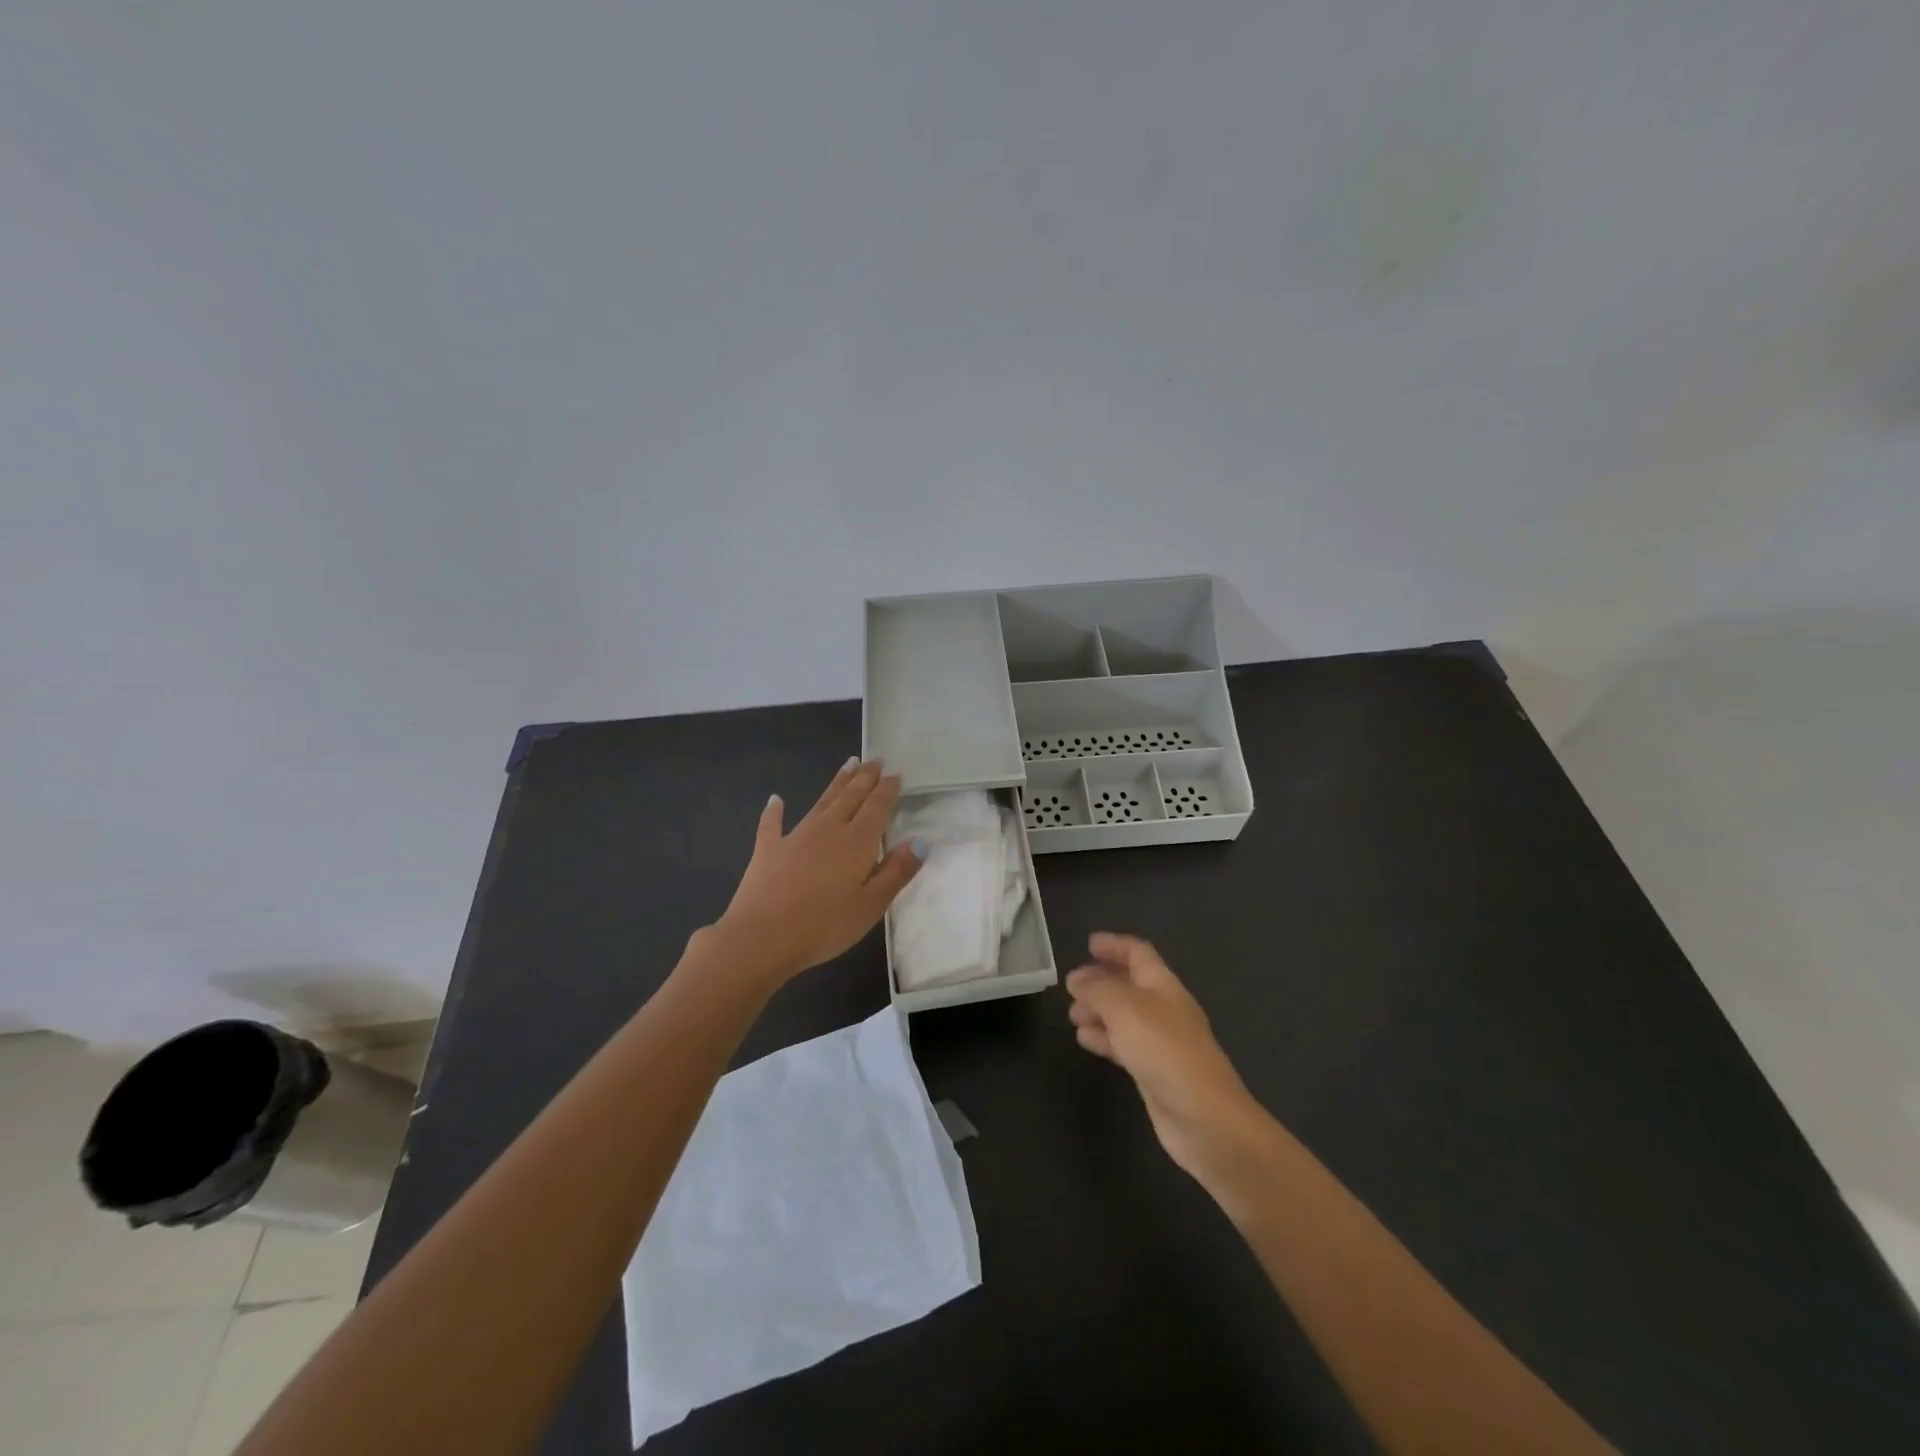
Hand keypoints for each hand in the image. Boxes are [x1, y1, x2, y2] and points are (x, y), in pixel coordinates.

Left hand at [711, 758, 925, 984]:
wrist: (762, 937)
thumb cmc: (825, 925)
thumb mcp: (872, 904)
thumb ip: (897, 871)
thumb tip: (921, 841)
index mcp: (857, 842)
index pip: (877, 807)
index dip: (887, 790)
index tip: (895, 774)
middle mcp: (828, 829)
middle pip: (851, 797)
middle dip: (865, 778)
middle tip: (874, 760)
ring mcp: (795, 837)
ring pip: (821, 802)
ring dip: (836, 784)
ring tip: (848, 765)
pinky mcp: (768, 850)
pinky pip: (773, 824)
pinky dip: (775, 811)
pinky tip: (775, 799)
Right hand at [1066, 933, 1266, 1184]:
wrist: (1205, 1118)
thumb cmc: (1165, 1051)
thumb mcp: (1124, 1009)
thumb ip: (1097, 989)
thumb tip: (1076, 978)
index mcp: (1163, 985)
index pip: (1139, 953)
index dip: (1115, 945)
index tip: (1088, 943)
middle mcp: (1164, 1009)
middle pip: (1130, 984)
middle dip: (1101, 981)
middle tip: (1071, 986)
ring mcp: (1161, 1042)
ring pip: (1124, 1016)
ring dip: (1098, 1011)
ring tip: (1072, 1015)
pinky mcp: (1155, 1072)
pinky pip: (1124, 1045)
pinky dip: (1103, 1038)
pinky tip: (1084, 1040)